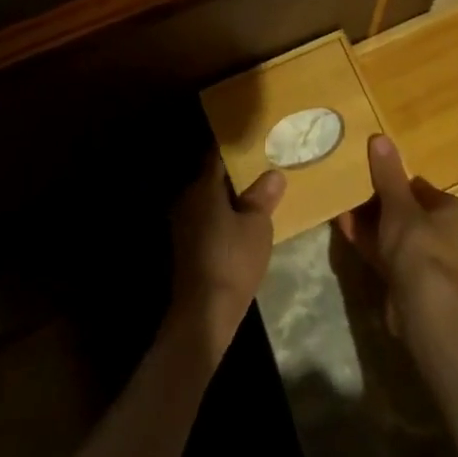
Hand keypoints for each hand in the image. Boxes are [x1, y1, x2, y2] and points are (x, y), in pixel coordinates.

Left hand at [168, 158, 285, 358]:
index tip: (257, 144)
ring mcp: (183, 223)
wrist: (204, 312)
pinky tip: (242, 225)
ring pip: (210, 200)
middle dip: (236, 175)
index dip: (238, 150)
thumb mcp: (257, 225)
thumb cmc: (233, 260)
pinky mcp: (186, 245)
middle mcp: (188, 199)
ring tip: (258, 197)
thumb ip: (263, 196)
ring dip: (230, 198)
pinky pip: (207, 218)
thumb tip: (273, 173)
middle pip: (213, 178)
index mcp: (203, 187)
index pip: (218, 156)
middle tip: (263, 170)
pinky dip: (223, 216)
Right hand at [337, 134, 457, 335]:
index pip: (424, 190)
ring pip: (398, 236)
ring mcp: (433, 263)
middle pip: (410, 214)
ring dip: (373, 224)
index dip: (398, 183)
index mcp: (456, 213)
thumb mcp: (398, 202)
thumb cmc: (418, 243)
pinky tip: (346, 231)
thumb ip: (388, 173)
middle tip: (355, 192)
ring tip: (345, 209)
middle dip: (381, 205)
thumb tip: (380, 137)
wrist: (421, 303)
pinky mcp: (415, 284)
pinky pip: (390, 255)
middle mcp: (451, 237)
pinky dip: (371, 244)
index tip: (373, 178)